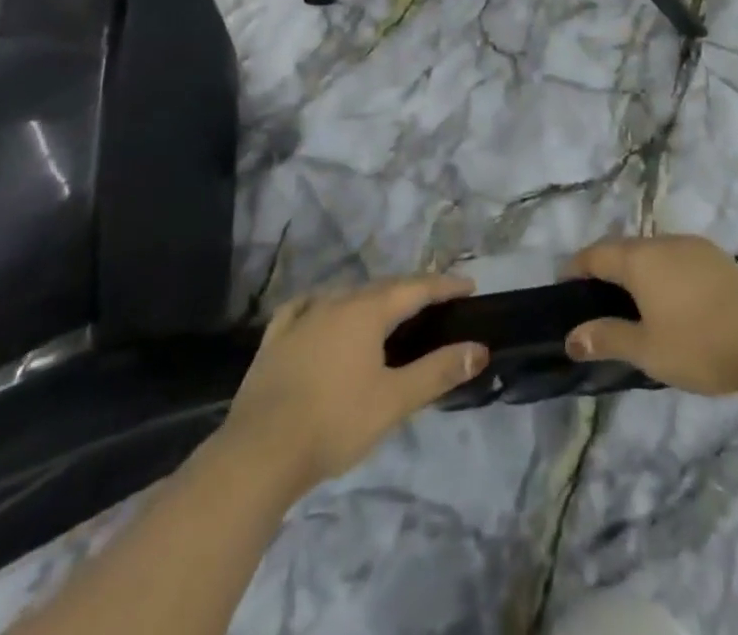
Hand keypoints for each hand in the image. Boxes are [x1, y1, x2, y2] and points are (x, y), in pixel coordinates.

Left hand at [220, 275, 488, 496]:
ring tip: (387, 311)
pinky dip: (325, 306)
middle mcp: (335, 302)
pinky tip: (322, 312)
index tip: (469, 285)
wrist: (259, 453)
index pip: (415, 288)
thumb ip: (437, 372)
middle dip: (412, 290)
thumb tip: (478, 349)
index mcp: (367, 311)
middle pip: (382, 287)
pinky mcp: (275, 338)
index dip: (444, 285)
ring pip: (346, 296)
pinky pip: (306, 308)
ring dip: (372, 299)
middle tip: (436, 300)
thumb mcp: (394, 401)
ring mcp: (302, 317)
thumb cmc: (334, 423)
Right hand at [564, 235, 737, 396]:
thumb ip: (607, 338)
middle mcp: (663, 243)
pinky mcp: (719, 258)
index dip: (576, 267)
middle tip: (595, 295)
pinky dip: (663, 271)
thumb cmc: (700, 345)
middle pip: (624, 247)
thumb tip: (571, 337)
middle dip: (606, 266)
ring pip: (653, 250)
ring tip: (632, 298)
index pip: (596, 254)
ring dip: (636, 267)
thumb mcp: (647, 350)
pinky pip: (677, 257)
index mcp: (640, 259)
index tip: (564, 284)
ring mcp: (694, 247)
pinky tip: (672, 297)